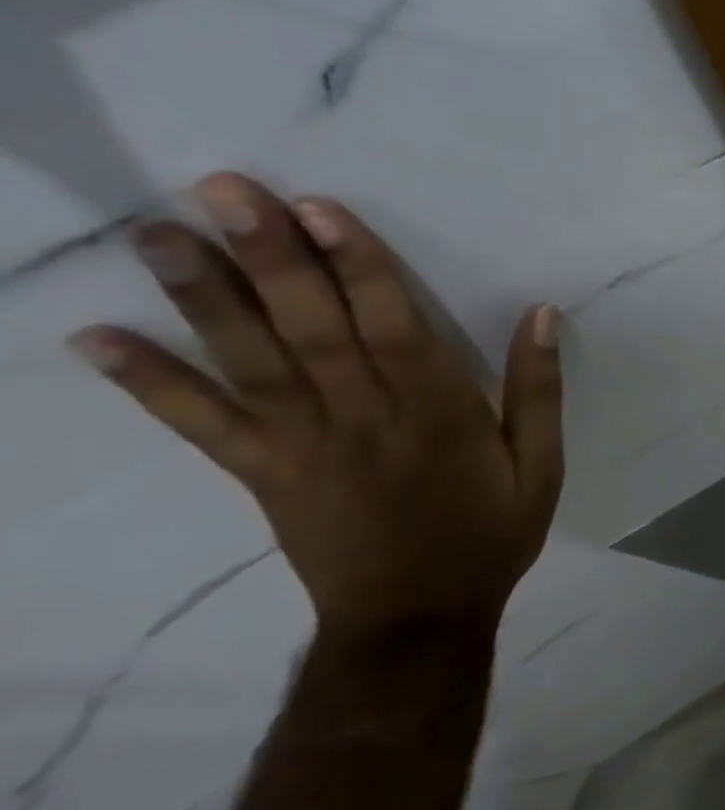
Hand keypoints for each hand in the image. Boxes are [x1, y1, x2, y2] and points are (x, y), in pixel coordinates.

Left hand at [69, 174, 563, 640]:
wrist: (416, 619)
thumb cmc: (489, 535)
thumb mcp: (541, 467)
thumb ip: (538, 391)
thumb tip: (542, 314)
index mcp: (439, 416)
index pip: (394, 329)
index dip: (359, 268)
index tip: (320, 209)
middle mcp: (364, 421)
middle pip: (314, 332)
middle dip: (270, 259)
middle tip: (224, 190)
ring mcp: (303, 447)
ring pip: (253, 364)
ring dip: (204, 299)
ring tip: (159, 233)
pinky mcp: (262, 474)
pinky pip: (201, 426)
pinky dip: (150, 383)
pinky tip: (97, 339)